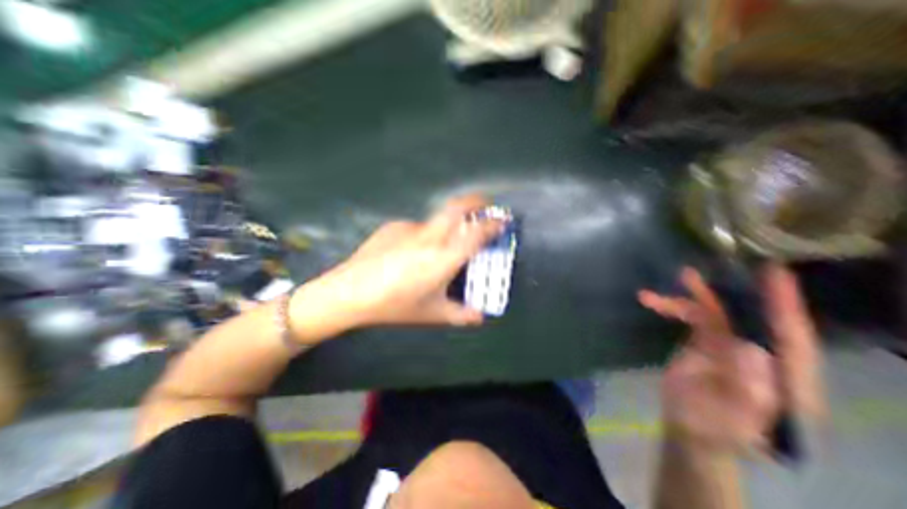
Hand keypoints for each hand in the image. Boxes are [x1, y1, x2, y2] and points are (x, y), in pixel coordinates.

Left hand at [290, 193, 502, 334]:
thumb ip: (461, 315)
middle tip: (484, 204)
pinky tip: (409, 255)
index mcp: (443, 258)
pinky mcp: (393, 226)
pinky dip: (423, 237)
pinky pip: (416, 229)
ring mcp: (409, 228)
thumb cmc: (394, 305)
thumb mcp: (432, 314)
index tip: (502, 219)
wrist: (348, 293)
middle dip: (475, 201)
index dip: (493, 224)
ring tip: (436, 250)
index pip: (476, 234)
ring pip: (436, 221)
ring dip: (446, 227)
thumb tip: (480, 317)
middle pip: (457, 207)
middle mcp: (429, 237)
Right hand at [637, 267, 822, 452]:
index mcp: (782, 375)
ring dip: (689, 297)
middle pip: (747, 315)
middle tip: (707, 271)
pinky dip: (671, 307)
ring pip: (713, 312)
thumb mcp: (737, 418)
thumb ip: (751, 387)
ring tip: (674, 281)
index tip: (776, 274)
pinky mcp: (703, 342)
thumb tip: (751, 347)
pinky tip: (651, 301)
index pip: (790, 335)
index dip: (784, 303)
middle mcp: (759, 354)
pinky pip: (690, 317)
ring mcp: (728, 346)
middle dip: (730, 291)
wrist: (690, 429)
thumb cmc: (718, 430)